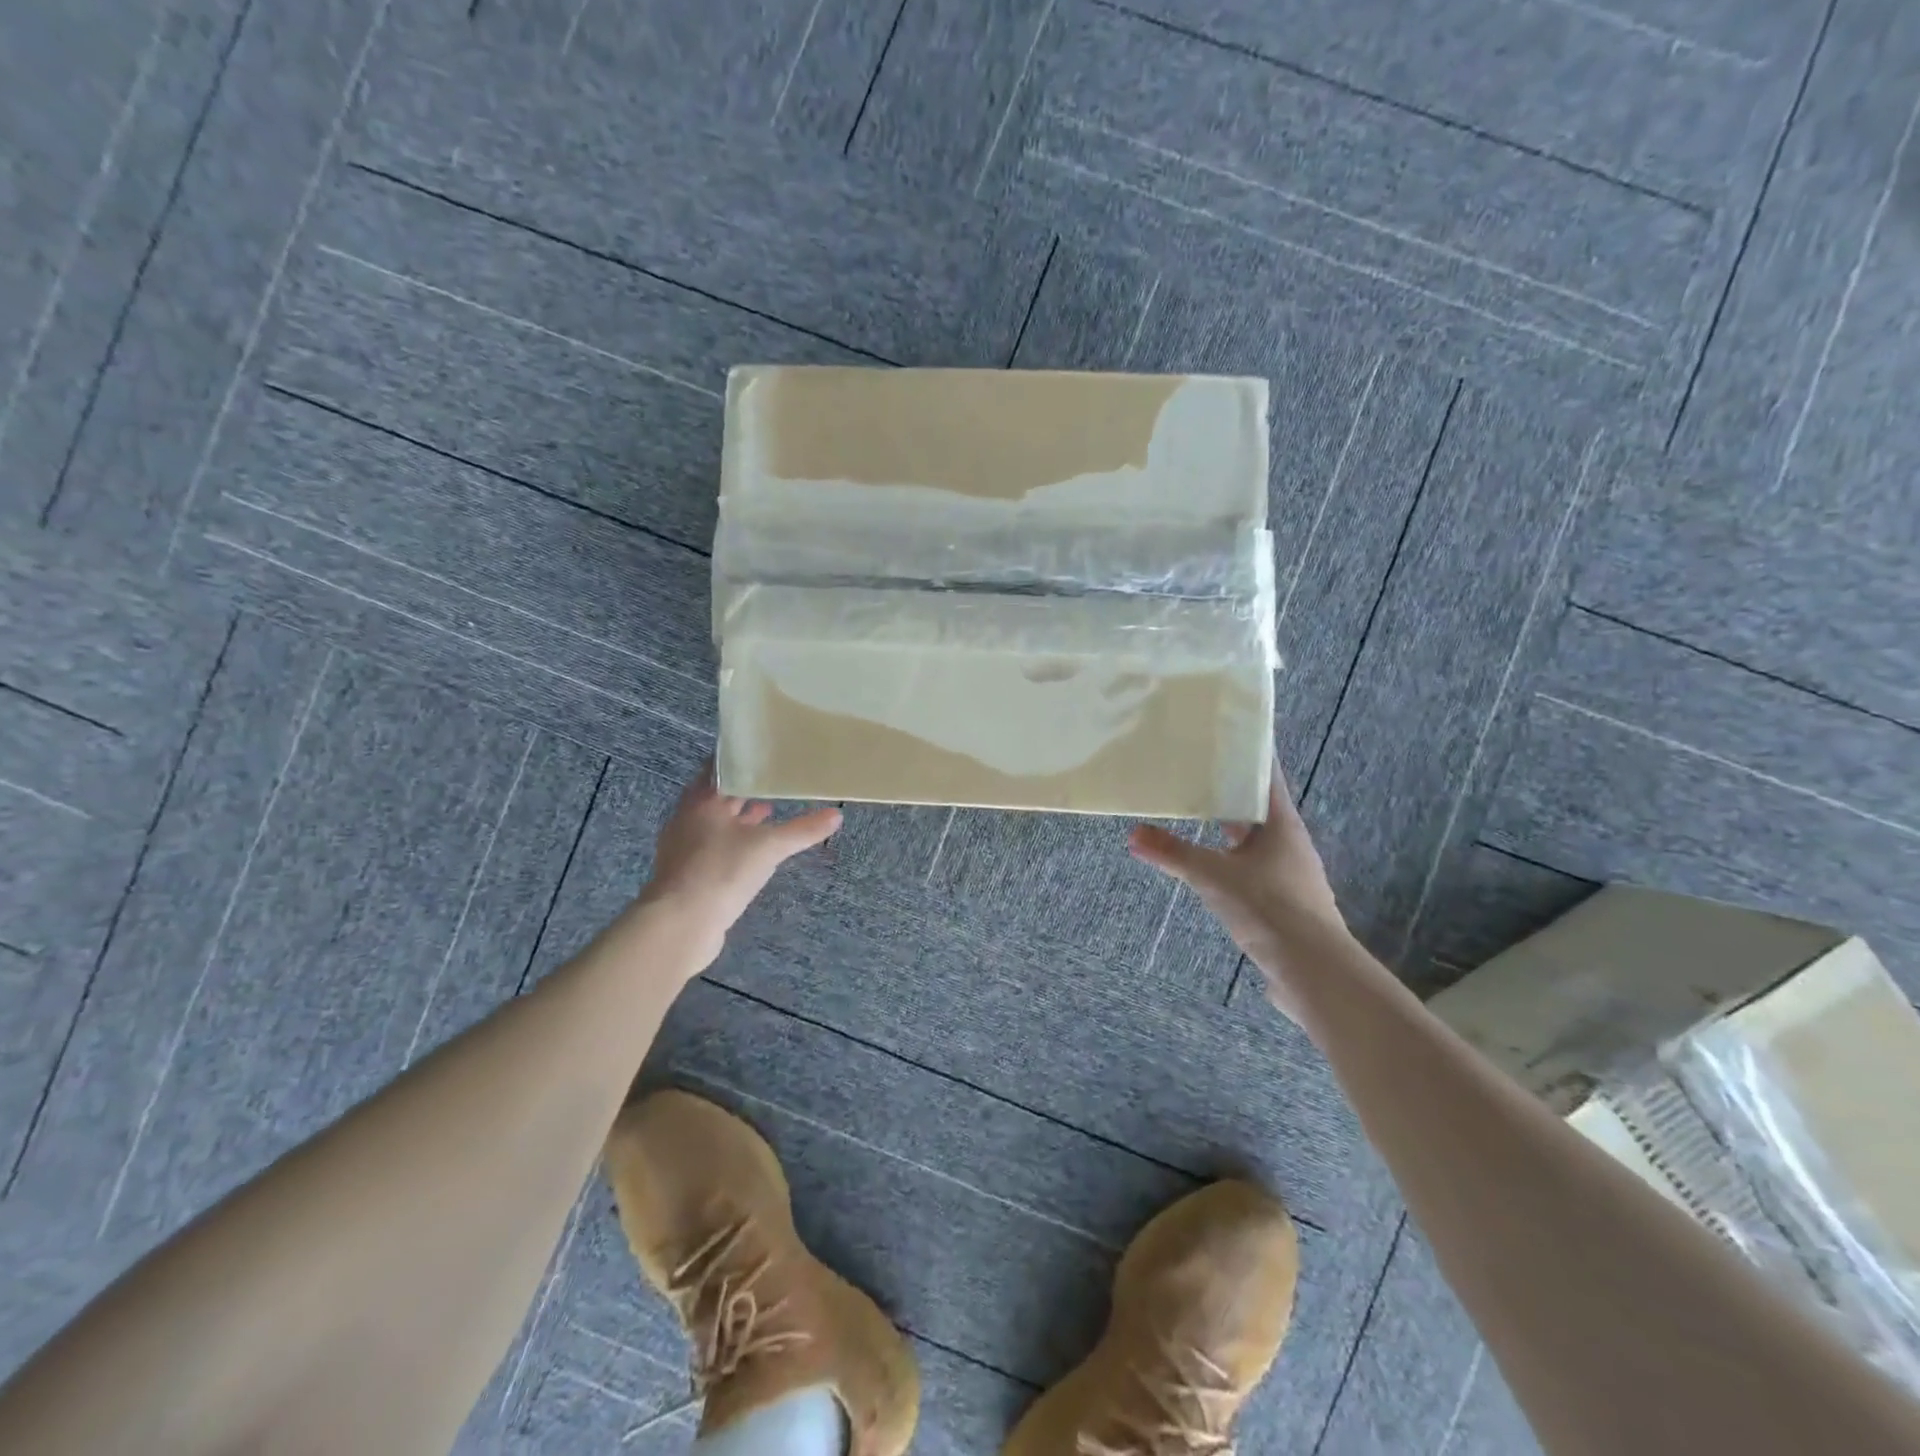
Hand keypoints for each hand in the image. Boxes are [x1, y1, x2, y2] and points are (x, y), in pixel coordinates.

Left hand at [635, 764, 841, 970]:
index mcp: (702, 800)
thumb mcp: (769, 847)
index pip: (720, 767)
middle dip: (745, 790)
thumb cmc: (721, 870)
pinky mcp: (688, 872)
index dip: (742, 759)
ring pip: (716, 822)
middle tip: (775, 780)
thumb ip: (803, 830)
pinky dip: (735, 842)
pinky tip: (754, 850)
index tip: (766, 753)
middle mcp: (688, 818)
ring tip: (770, 811)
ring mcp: (684, 847)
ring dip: (740, 817)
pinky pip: (714, 847)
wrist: (680, 925)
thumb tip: (836, 815)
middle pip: (718, 795)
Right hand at [1128, 760, 1349, 1018]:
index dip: (1249, 753)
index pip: (1266, 775)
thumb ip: (1172, 853)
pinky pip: (1252, 866)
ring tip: (1196, 813)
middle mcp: (1290, 843)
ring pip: (1255, 839)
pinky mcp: (1283, 900)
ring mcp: (1289, 873)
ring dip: (1229, 826)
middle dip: (1230, 791)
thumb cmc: (1268, 907)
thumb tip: (1133, 834)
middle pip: (1258, 807)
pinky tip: (1210, 865)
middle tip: (1196, 770)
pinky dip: (1230, 858)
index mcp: (1282, 824)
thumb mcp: (1213, 876)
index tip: (1227, 733)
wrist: (1313, 970)